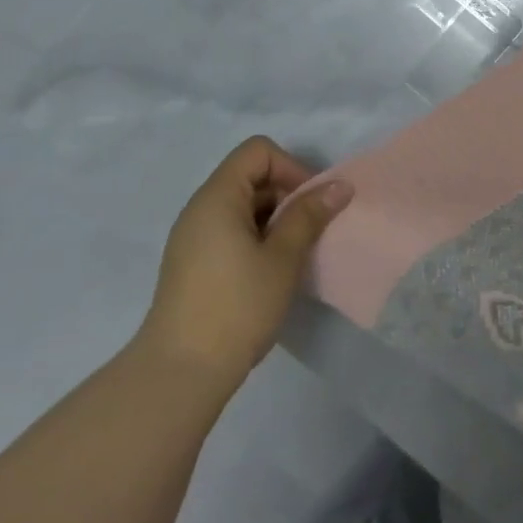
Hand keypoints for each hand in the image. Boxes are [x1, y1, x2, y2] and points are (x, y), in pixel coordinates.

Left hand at [137, 137, 352, 383]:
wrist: (182, 371)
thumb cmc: (237, 306)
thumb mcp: (283, 257)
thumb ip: (310, 215)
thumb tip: (340, 185)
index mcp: (217, 198)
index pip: (258, 151)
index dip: (292, 167)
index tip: (312, 203)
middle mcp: (200, 209)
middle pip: (251, 176)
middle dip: (289, 194)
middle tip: (312, 231)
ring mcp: (194, 238)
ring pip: (244, 206)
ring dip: (277, 219)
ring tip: (296, 254)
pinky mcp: (195, 263)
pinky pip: (233, 231)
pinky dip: (260, 238)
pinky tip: (273, 271)